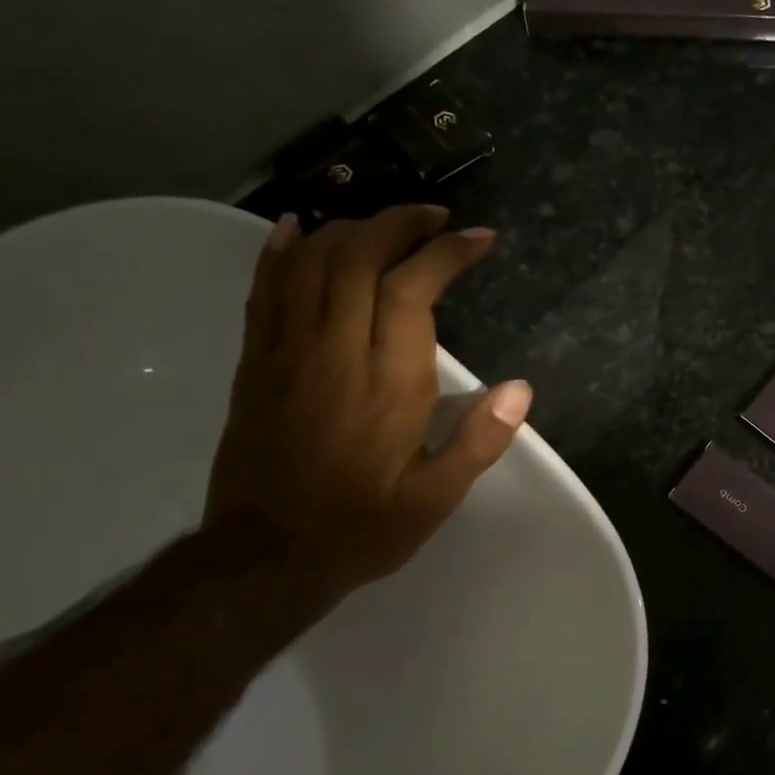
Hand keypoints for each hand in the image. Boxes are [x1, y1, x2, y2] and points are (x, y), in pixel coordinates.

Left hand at [203, 205, 530, 602]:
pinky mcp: (254, 364)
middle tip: (435, 217)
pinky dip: (281, 252)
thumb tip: (520, 388)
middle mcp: (335, 352)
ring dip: (351, 229)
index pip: (413, 288)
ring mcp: (286, 353)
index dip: (446, 251)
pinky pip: (264, 291)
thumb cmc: (362, 527)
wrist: (264, 558)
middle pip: (359, 257)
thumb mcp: (436, 498)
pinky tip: (298, 228)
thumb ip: (479, 441)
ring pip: (311, 263)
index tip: (478, 237)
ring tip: (385, 222)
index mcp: (387, 382)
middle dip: (400, 223)